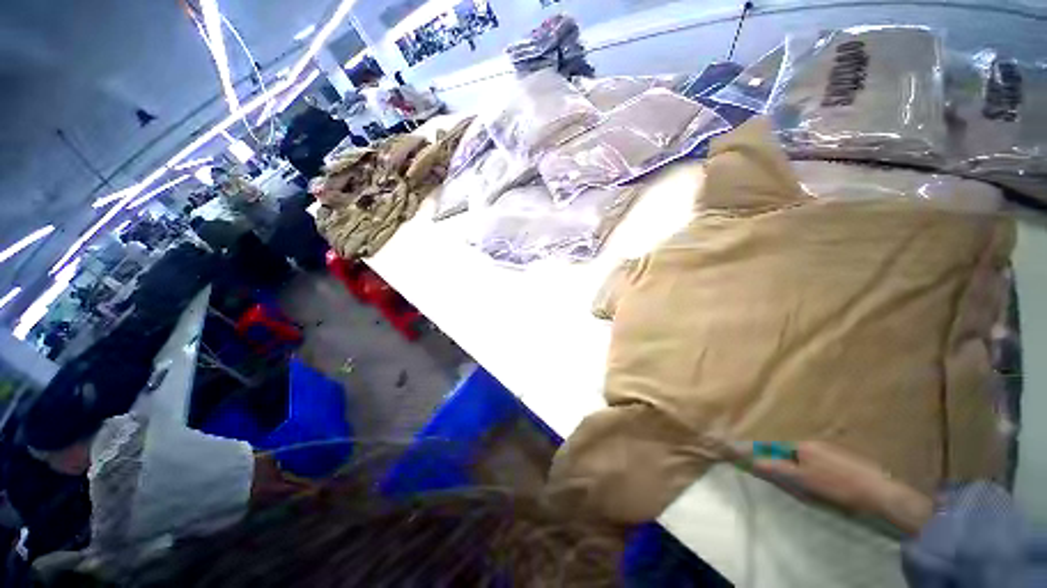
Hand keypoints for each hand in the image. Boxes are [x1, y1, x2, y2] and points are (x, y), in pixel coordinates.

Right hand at [752, 441, 932, 534]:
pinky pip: (821, 464)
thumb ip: (778, 470)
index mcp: (803, 446)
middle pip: (790, 452)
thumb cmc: (839, 487)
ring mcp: (832, 451)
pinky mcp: (845, 461)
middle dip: (783, 464)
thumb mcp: (805, 482)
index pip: (775, 446)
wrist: (882, 494)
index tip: (755, 464)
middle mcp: (815, 444)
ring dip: (800, 470)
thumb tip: (754, 461)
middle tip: (783, 481)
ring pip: (806, 459)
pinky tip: (825, 487)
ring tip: (806, 488)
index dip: (764, 455)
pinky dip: (816, 473)